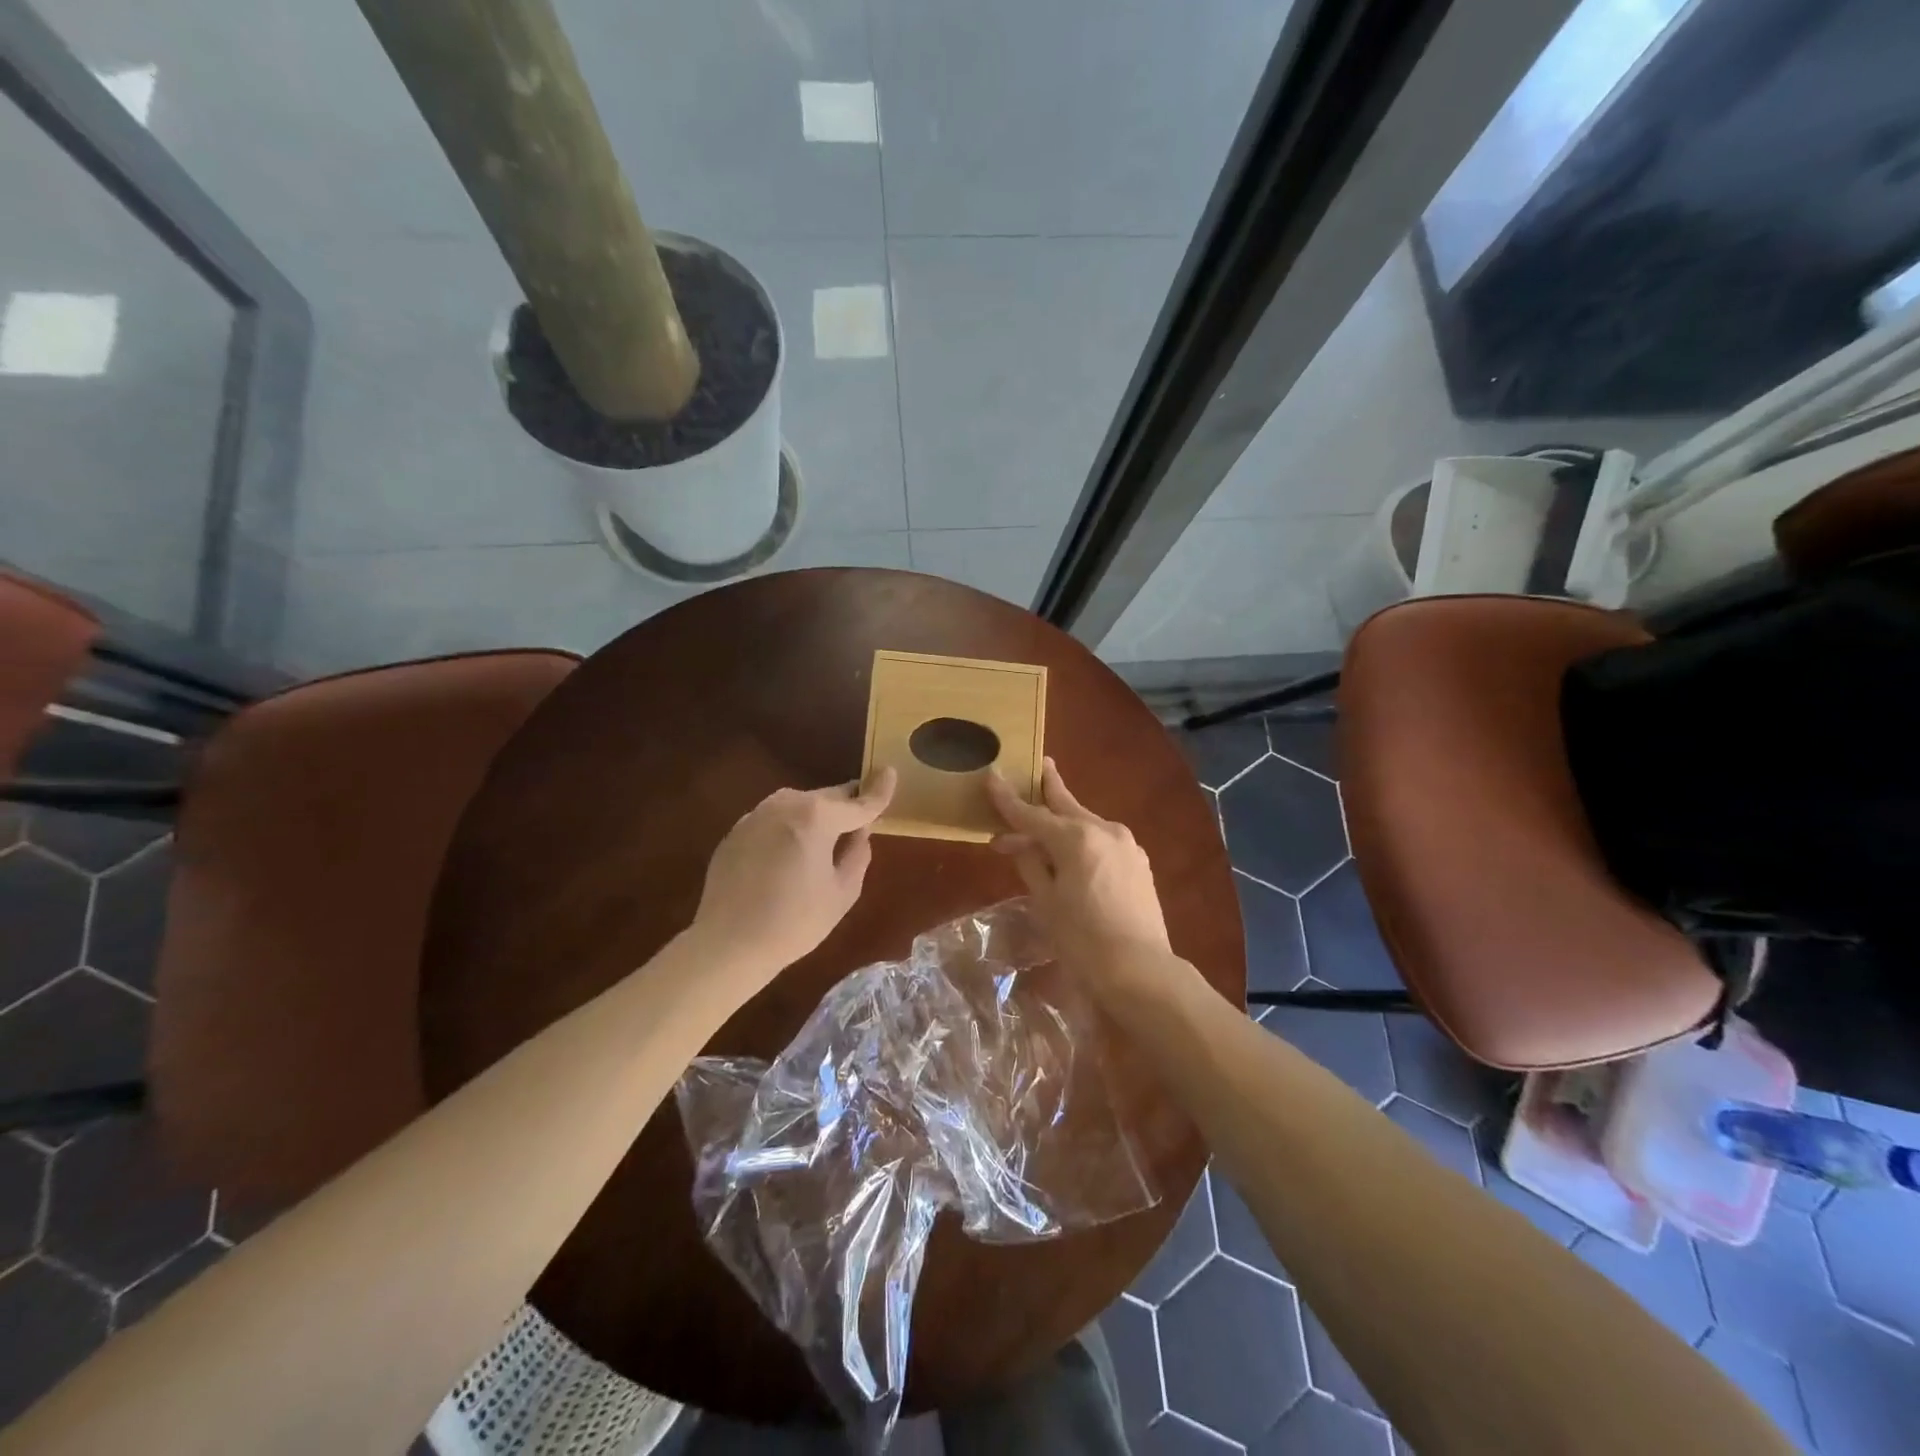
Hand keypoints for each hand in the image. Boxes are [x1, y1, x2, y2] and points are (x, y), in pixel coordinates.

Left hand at [691, 769, 896, 976]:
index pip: (858, 802)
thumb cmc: (794, 922)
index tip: (891, 773)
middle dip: (846, 808)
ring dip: (816, 818)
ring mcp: (756, 814)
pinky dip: (789, 830)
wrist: (728, 944)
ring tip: (822, 847)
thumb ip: (858, 853)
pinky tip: (788, 859)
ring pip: (799, 806)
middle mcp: (785, 804)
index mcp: (816, 816)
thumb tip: (859, 831)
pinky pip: (775, 821)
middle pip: (828, 798)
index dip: (879, 790)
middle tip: (858, 828)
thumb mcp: (843, 892)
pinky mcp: (736, 831)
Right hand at [987, 759, 1171, 983]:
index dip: (1007, 800)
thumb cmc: (1082, 939)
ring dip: (1062, 821)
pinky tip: (1071, 851)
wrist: (1140, 971)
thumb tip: (1018, 841)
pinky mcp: (1138, 862)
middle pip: (1066, 805)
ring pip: (1085, 823)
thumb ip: (1031, 863)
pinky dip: (1082, 840)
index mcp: (1076, 837)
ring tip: (1043, 821)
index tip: (990, 777)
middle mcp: (1104, 830)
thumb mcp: (1046, 901)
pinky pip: (1102, 841)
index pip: (1031, 814)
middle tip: (1040, 764)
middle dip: (1049, 787)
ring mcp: (1126, 844)